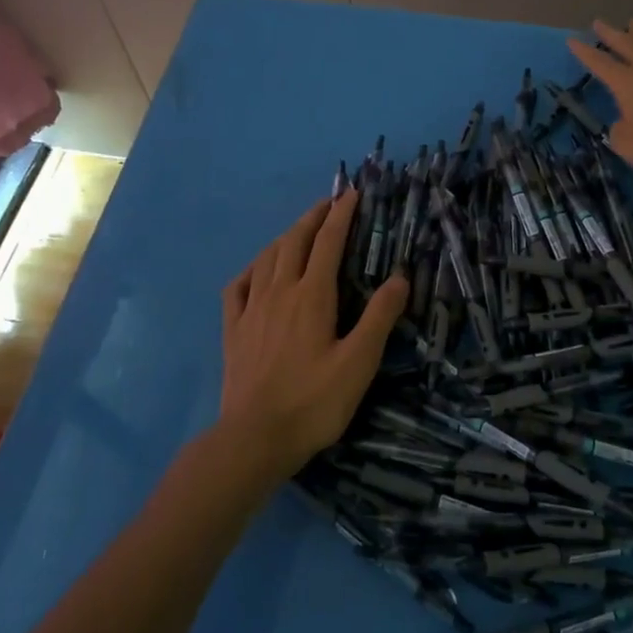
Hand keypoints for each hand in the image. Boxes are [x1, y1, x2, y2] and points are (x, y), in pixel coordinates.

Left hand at [218, 192, 406, 481]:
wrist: (254, 438)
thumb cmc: (313, 401)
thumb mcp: (358, 362)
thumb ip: (379, 317)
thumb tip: (400, 277)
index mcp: (312, 296)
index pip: (329, 241)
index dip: (341, 214)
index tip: (351, 194)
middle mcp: (280, 291)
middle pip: (295, 241)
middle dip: (313, 217)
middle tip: (328, 204)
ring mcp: (252, 309)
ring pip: (267, 257)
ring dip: (285, 236)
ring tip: (298, 230)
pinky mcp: (233, 329)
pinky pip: (238, 286)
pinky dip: (251, 269)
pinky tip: (257, 271)